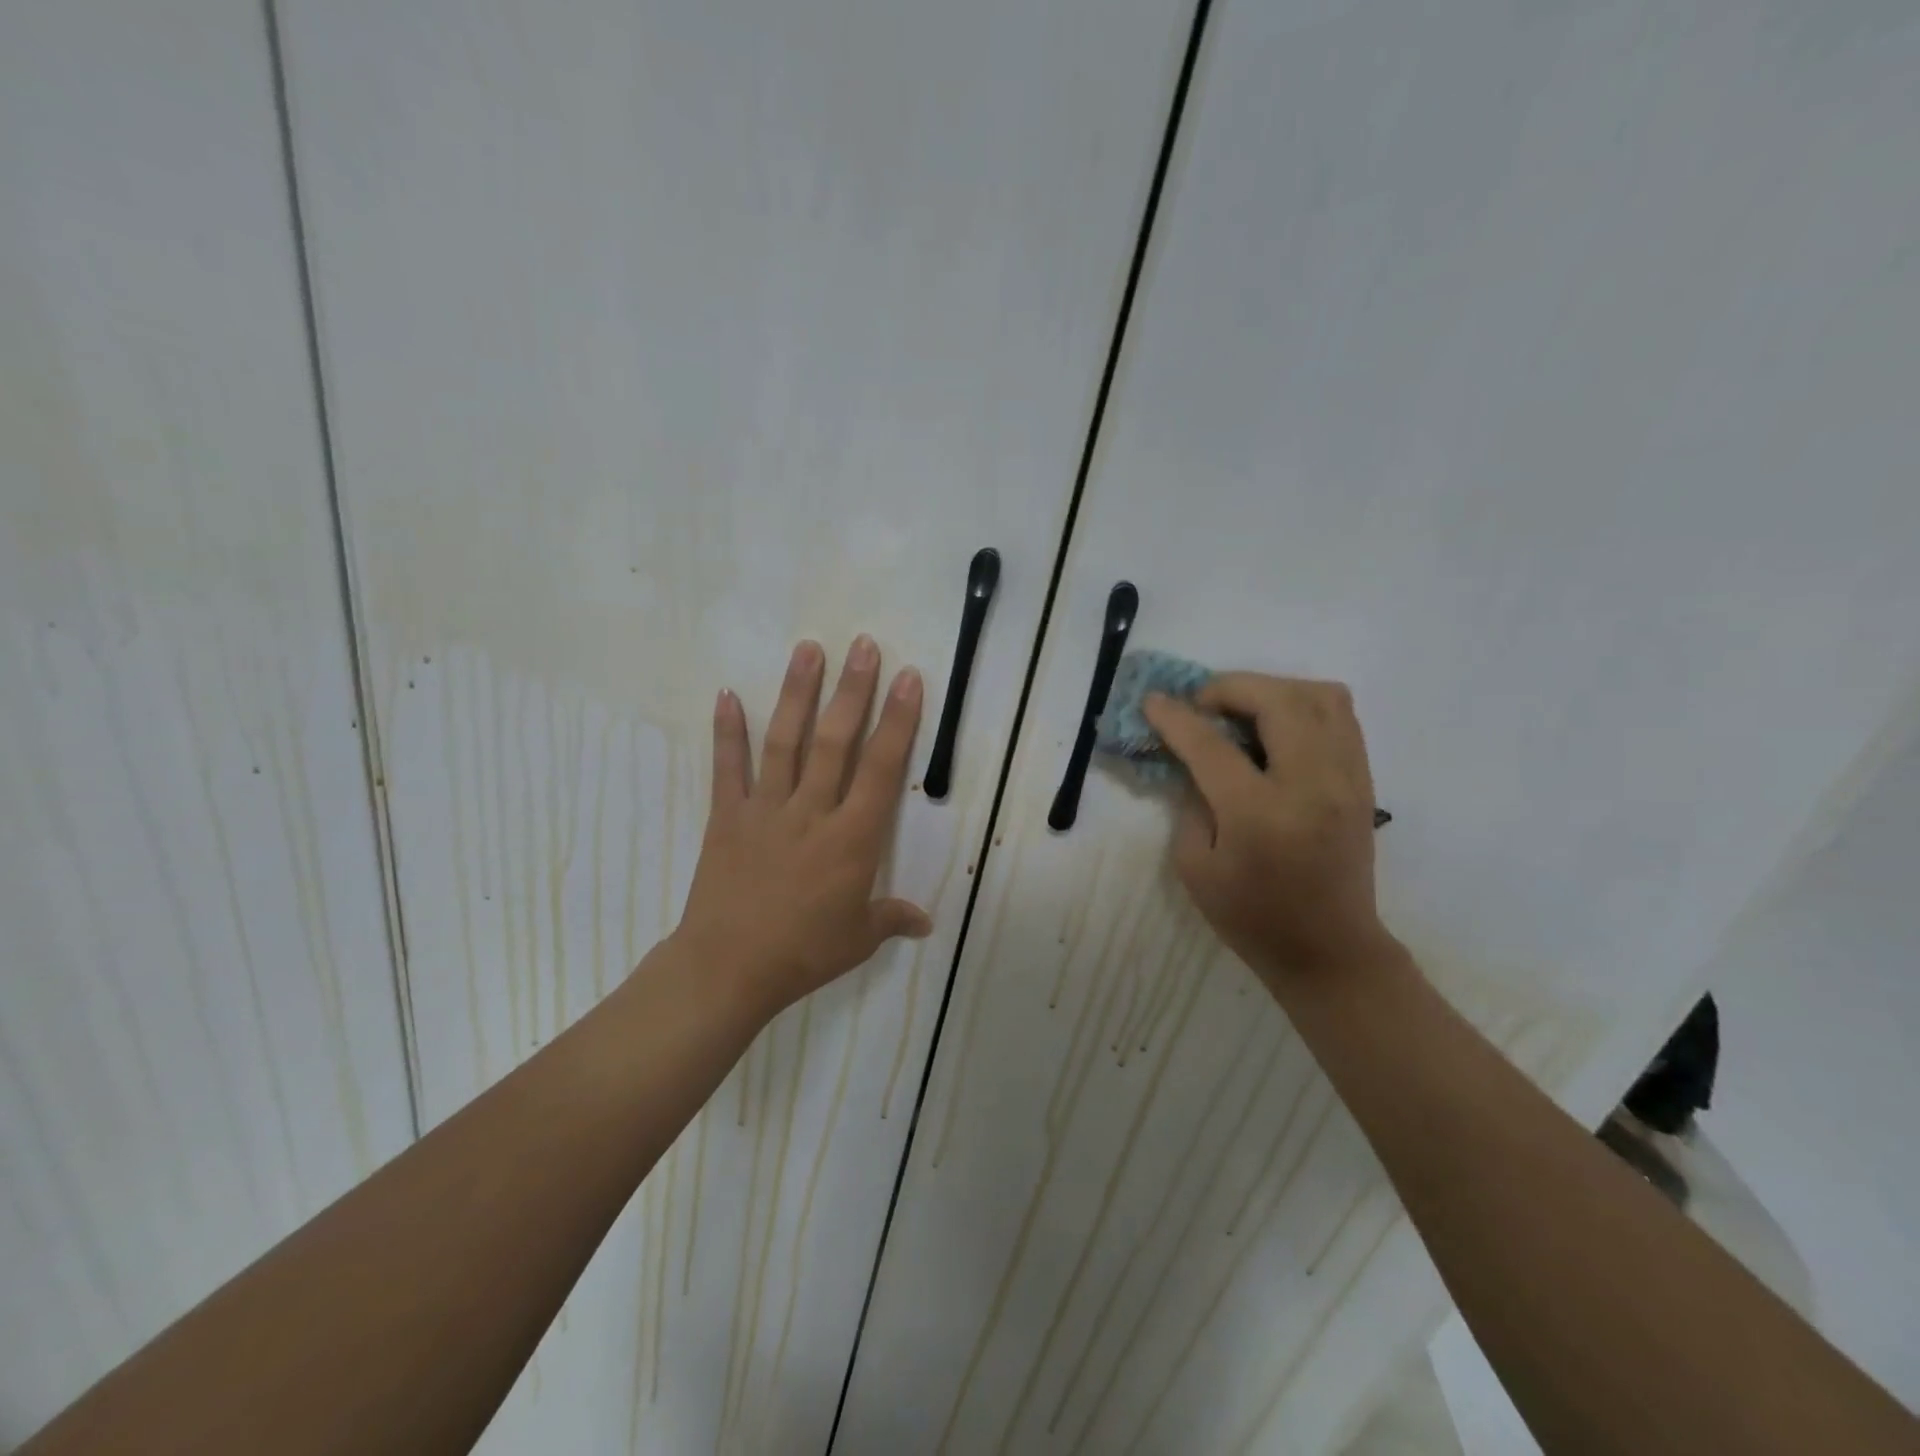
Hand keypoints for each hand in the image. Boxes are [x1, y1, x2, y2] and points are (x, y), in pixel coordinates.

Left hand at [675, 636, 931, 1017]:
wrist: (728, 969)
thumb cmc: (803, 954)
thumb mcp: (858, 939)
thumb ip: (893, 919)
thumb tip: (927, 922)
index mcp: (852, 839)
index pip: (882, 768)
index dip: (899, 721)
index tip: (909, 679)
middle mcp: (812, 812)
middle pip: (837, 741)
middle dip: (854, 691)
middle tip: (864, 645)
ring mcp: (766, 810)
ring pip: (786, 742)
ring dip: (797, 694)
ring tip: (809, 650)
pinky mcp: (728, 817)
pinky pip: (727, 768)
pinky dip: (727, 731)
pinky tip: (726, 694)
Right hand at [1143, 675, 1394, 985]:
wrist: (1329, 951)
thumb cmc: (1251, 917)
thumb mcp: (1195, 866)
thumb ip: (1189, 802)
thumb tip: (1192, 757)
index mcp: (1260, 815)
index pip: (1212, 746)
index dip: (1175, 717)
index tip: (1152, 700)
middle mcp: (1311, 786)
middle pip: (1277, 701)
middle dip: (1230, 688)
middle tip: (1202, 705)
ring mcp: (1346, 779)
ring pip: (1320, 695)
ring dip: (1271, 689)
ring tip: (1241, 710)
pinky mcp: (1363, 781)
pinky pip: (1340, 715)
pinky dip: (1301, 704)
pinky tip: (1274, 726)